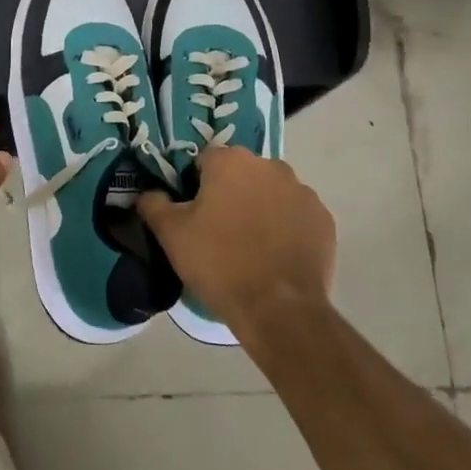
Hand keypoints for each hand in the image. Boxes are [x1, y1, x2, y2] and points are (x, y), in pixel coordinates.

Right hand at [137, 145, 334, 333]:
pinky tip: (275, 255)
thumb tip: (147, 193)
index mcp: (231, 161)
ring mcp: (302, 192)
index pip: (204, 160)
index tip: (192, 213)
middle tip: (218, 230)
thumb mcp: (171, 234)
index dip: (194, 184)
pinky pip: (296, 215)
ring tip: (249, 246)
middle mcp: (270, 166)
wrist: (279, 308)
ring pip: (270, 193)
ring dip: (259, 208)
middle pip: (241, 174)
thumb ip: (153, 204)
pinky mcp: (323, 219)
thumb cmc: (219, 262)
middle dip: (229, 193)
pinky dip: (286, 227)